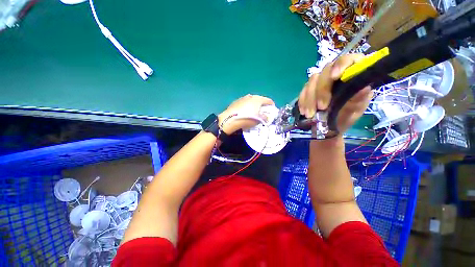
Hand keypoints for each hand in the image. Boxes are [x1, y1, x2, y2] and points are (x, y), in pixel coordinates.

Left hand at [218, 94, 274, 133]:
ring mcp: (242, 98)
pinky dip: (246, 106)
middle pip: (259, 99)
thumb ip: (265, 117)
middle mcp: (250, 96)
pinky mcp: (235, 102)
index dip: (271, 104)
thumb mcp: (258, 120)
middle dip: (261, 104)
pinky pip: (243, 103)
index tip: (272, 107)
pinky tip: (244, 111)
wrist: (230, 119)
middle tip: (263, 110)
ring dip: (253, 105)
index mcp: (258, 99)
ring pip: (250, 101)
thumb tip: (266, 117)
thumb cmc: (247, 118)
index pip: (267, 100)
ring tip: (253, 110)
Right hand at [298, 54, 372, 133]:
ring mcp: (320, 82)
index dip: (341, 65)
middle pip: (325, 71)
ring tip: (310, 114)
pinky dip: (303, 101)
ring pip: (312, 81)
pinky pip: (303, 91)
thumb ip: (359, 99)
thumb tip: (364, 87)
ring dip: (310, 98)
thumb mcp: (355, 110)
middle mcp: (335, 74)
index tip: (334, 77)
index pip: (349, 60)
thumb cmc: (345, 118)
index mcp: (352, 75)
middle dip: (322, 89)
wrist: (328, 127)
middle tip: (321, 107)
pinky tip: (304, 111)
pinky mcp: (309, 90)